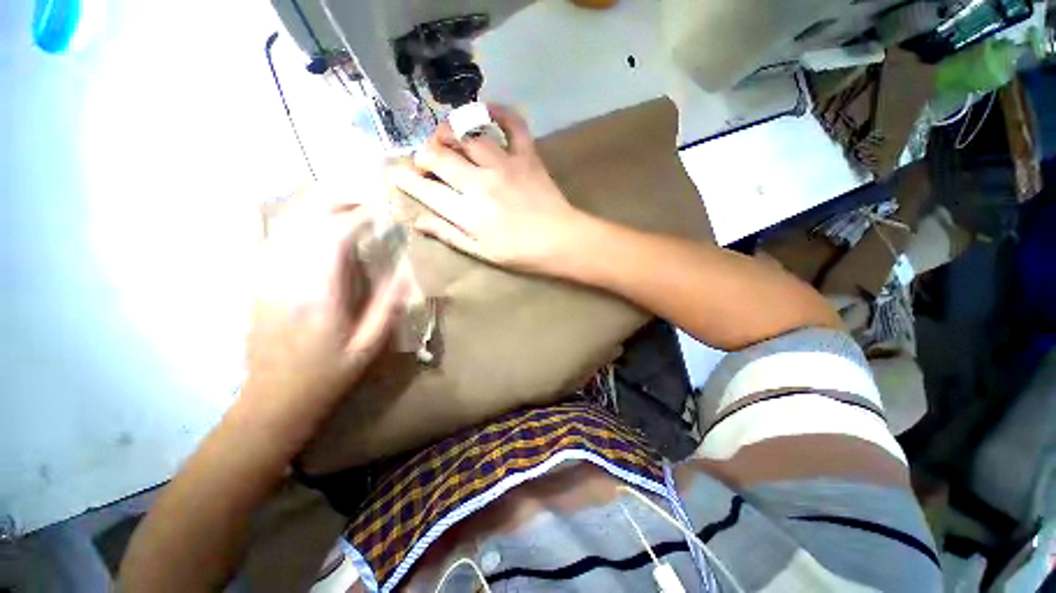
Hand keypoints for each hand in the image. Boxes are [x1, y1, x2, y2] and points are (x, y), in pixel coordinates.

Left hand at [244, 199, 409, 422]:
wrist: (273, 398)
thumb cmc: (327, 375)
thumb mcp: (368, 347)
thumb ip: (387, 307)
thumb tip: (405, 274)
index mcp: (318, 294)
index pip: (334, 236)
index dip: (359, 216)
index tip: (383, 212)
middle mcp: (287, 277)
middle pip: (305, 219)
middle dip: (337, 200)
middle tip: (366, 198)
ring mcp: (267, 276)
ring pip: (287, 222)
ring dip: (318, 205)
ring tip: (347, 201)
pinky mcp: (260, 281)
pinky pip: (276, 236)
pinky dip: (299, 220)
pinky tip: (316, 219)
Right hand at [389, 104, 587, 271]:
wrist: (562, 242)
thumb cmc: (521, 254)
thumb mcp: (481, 252)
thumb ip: (448, 234)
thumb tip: (417, 220)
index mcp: (468, 213)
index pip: (425, 189)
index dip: (405, 179)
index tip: (395, 173)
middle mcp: (481, 183)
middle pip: (439, 155)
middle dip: (423, 155)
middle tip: (426, 162)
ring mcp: (505, 165)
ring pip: (466, 135)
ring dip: (449, 133)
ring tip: (447, 141)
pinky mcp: (526, 156)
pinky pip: (512, 122)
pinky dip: (498, 110)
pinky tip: (486, 110)